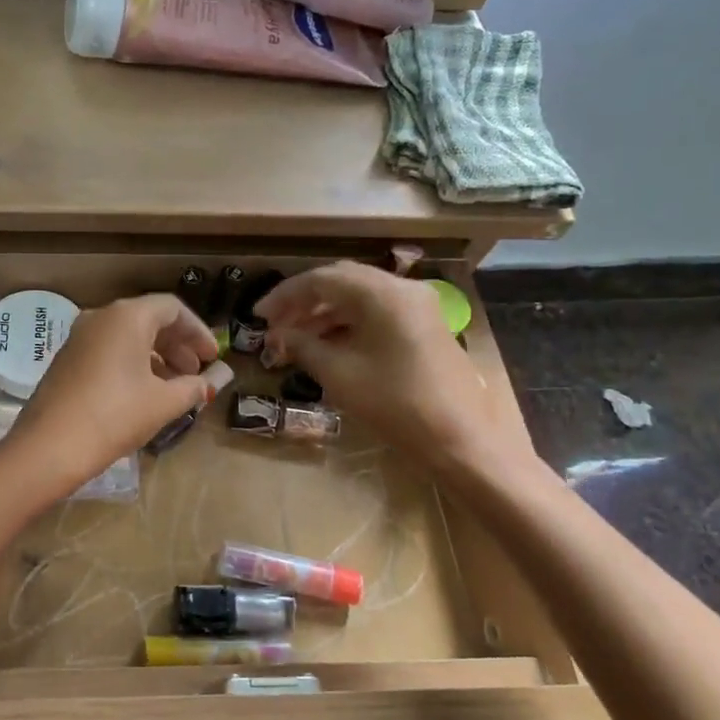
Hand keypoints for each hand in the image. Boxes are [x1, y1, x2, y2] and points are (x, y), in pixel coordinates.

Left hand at [1, 295, 219, 498]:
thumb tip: (210, 382)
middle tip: (196, 373)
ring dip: (155, 356)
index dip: (198, 331)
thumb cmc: (115, 415)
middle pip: (149, 319)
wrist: (50, 445)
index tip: (212, 357)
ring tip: (174, 387)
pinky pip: (108, 350)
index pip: (172, 308)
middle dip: (177, 345)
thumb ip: (193, 387)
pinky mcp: (66, 358)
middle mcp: (100, 317)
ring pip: (127, 336)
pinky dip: (131, 363)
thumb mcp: (163, 403)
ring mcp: (79, 337)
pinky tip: (142, 392)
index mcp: (127, 316)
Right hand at [256, 263, 527, 474]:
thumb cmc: (395, 404)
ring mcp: (417, 306)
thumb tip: (277, 336)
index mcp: (381, 294)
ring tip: (293, 338)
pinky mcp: (423, 326)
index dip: (284, 296)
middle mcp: (402, 289)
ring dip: (323, 313)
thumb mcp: (339, 374)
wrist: (461, 439)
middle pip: (341, 281)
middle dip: (303, 301)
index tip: (258, 316)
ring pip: (358, 296)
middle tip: (274, 324)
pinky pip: (376, 312)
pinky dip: (346, 322)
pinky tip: (325, 344)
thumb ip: (302, 346)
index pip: (321, 280)